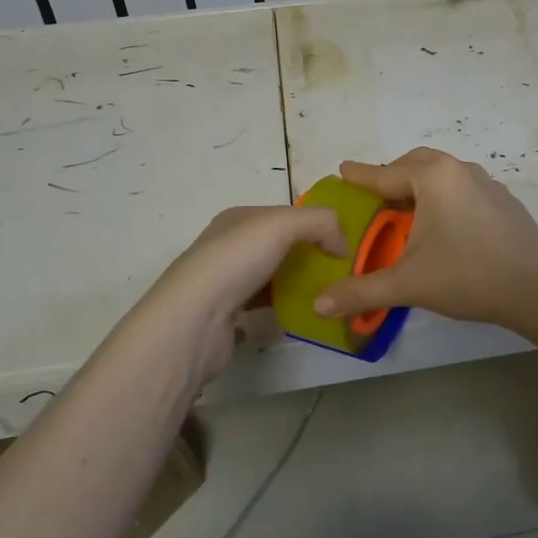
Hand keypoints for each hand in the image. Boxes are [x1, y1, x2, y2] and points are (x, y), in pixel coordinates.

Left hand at [139, 205, 348, 383]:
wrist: (193, 323)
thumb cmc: (235, 262)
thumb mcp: (282, 224)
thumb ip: (320, 222)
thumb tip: (341, 244)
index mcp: (237, 219)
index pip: (285, 215)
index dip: (315, 226)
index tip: (344, 245)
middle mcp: (228, 247)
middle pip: (279, 246)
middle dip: (309, 256)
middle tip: (340, 272)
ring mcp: (225, 284)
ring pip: (272, 278)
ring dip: (297, 284)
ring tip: (328, 295)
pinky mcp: (227, 318)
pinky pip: (264, 308)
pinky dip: (283, 310)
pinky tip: (303, 316)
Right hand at [312, 149, 537, 334]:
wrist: (537, 287)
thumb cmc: (467, 275)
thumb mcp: (408, 283)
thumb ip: (362, 291)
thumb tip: (319, 305)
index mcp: (433, 178)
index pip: (385, 174)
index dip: (360, 176)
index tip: (343, 170)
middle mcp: (459, 170)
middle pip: (415, 163)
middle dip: (391, 175)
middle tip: (373, 194)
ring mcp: (486, 182)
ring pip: (442, 173)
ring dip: (420, 183)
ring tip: (405, 208)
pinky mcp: (503, 200)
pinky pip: (462, 186)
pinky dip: (443, 194)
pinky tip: (443, 223)